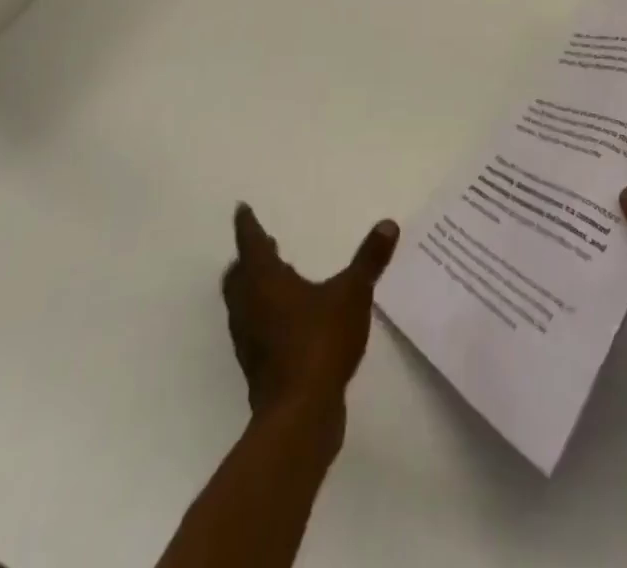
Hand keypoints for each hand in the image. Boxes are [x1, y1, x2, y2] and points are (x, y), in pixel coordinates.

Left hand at [219, 204, 399, 417]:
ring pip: (242, 303)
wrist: (299, 415)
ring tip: (275, 277)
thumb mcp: (353, 293)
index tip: (241, 209)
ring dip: (253, 286)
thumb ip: (369, 259)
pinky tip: (287, 319)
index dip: (247, 225)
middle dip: (248, 258)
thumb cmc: (320, 342)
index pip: (250, 244)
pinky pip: (254, 328)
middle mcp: (250, 306)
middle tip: (261, 244)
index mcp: (265, 281)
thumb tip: (388, 224)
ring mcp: (250, 340)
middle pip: (238, 275)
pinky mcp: (258, 367)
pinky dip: (263, 313)